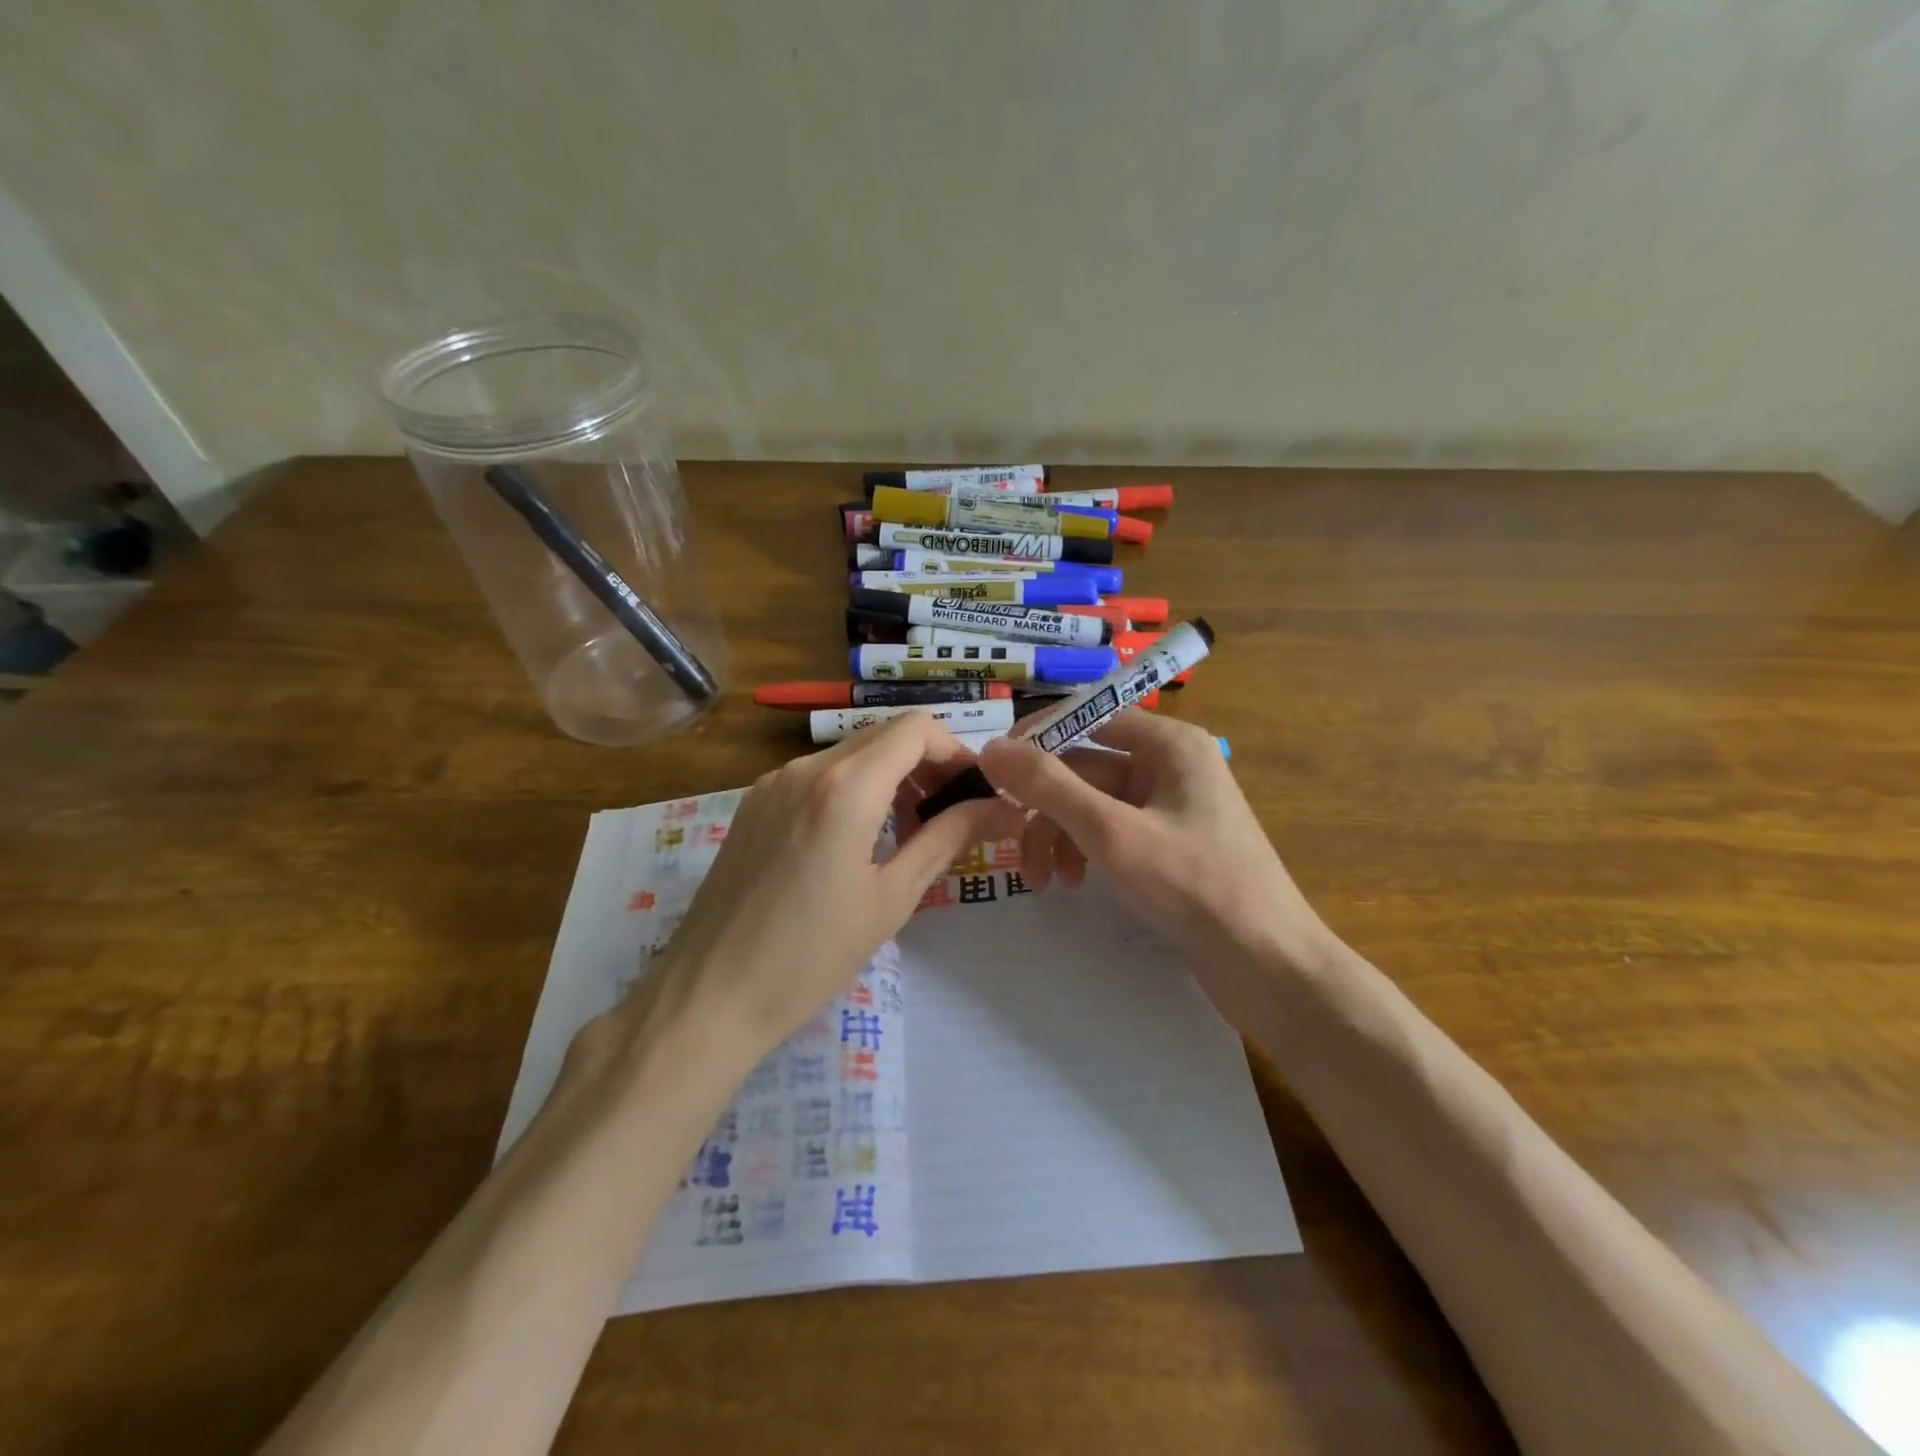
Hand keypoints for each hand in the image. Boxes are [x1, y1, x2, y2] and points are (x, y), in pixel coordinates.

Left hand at [631, 713, 1020, 1064]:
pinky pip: (819, 774)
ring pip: (851, 752)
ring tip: (910, 829)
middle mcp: (807, 767)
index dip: (956, 751)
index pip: (916, 729)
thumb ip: (946, 838)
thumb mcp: (891, 899)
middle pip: (885, 734)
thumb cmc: (810, 957)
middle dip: (928, 763)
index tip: (976, 792)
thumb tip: (998, 807)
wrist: (709, 995)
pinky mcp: (755, 802)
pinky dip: (854, 787)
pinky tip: (859, 836)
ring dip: (891, 775)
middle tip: (951, 814)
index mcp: (846, 787)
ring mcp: (774, 781)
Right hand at [975, 712, 1333, 1019]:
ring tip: (1043, 881)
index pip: (1087, 716)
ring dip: (1058, 834)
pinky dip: (1083, 851)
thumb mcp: (1112, 832)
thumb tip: (991, 748)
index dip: (1037, 738)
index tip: (993, 772)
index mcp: (1168, 743)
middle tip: (1011, 845)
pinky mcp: (1167, 845)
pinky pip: (1110, 831)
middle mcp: (1169, 764)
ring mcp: (1169, 806)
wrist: (1268, 966)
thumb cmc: (1194, 886)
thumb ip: (1049, 786)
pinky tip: (1071, 883)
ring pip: (1092, 804)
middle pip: (1084, 767)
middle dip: (1044, 807)